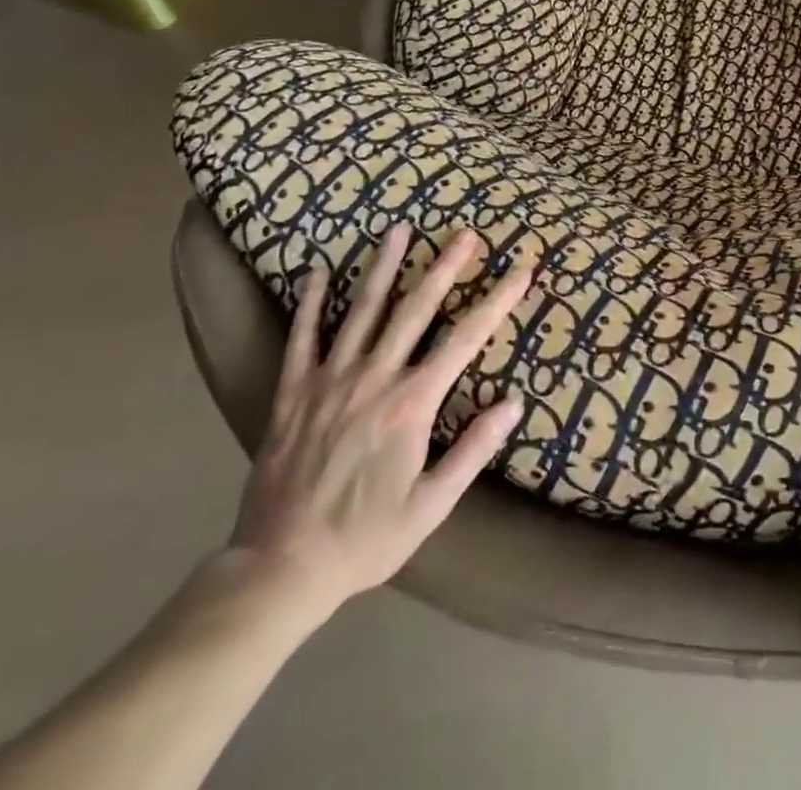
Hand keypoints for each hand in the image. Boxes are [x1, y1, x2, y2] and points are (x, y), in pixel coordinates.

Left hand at [222, 226, 531, 622]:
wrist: (278, 570)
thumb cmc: (364, 540)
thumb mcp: (431, 505)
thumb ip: (473, 450)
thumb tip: (513, 403)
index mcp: (411, 403)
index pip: (466, 338)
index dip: (498, 300)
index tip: (521, 269)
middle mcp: (373, 378)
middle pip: (415, 309)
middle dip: (445, 267)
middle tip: (466, 233)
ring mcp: (329, 380)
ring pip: (362, 311)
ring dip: (384, 267)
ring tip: (400, 230)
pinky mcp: (292, 392)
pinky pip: (301, 338)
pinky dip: (309, 303)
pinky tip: (315, 270)